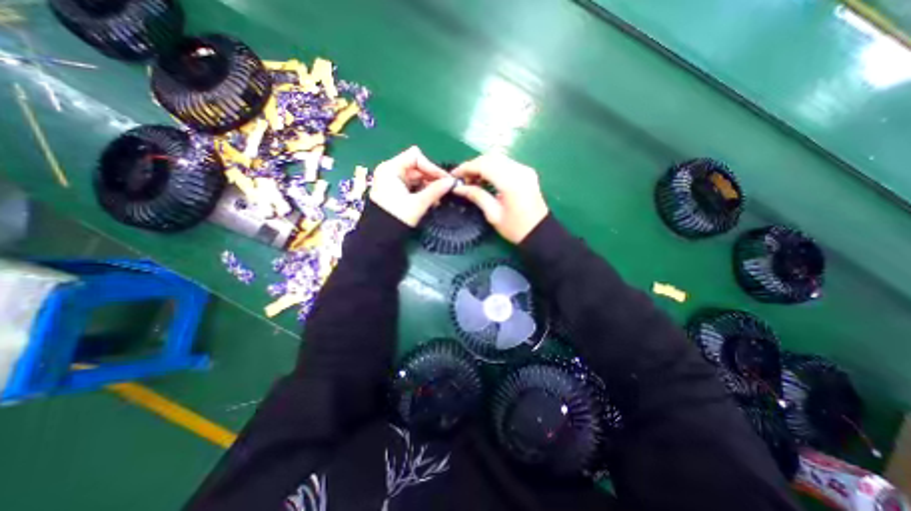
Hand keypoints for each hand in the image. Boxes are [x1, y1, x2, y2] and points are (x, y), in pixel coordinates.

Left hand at [368, 146, 454, 225]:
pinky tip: (433, 200)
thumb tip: (452, 182)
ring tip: (440, 196)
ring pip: (416, 177)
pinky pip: (413, 186)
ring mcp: (393, 181)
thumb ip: (435, 190)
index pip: (415, 157)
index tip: (444, 179)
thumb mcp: (418, 203)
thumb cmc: (397, 217)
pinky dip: (423, 191)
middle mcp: (390, 171)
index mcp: (391, 169)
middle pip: (417, 167)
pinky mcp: (396, 191)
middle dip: (432, 177)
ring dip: (429, 185)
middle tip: (446, 188)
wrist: (380, 236)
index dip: (431, 167)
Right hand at [450, 153, 546, 242]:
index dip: (466, 168)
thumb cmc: (515, 228)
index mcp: (511, 182)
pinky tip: (486, 179)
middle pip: (491, 158)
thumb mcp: (493, 215)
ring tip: (472, 180)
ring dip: (483, 166)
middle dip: (473, 166)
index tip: (454, 175)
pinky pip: (506, 164)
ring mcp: (525, 170)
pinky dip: (493, 168)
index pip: (484, 165)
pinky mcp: (527, 172)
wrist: (540, 233)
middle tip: (463, 180)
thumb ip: (476, 196)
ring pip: (498, 159)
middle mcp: (519, 170)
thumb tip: (458, 188)